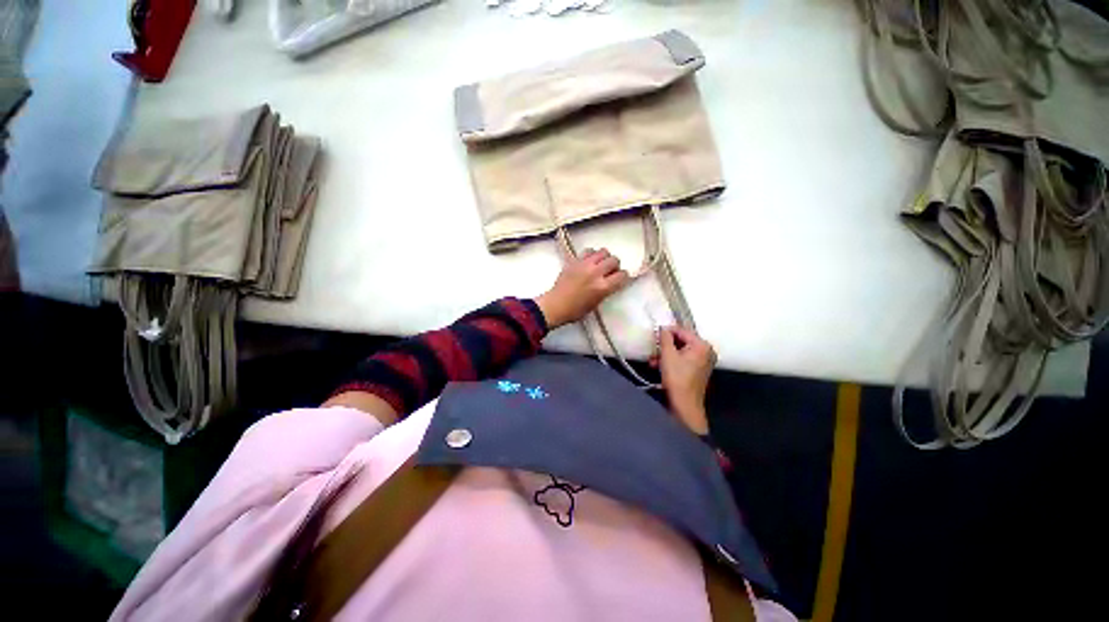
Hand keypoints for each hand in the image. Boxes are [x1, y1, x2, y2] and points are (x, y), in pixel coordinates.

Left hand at [535, 248, 629, 329]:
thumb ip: (606, 290)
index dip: (623, 277)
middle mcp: (596, 273)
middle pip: (614, 260)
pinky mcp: (575, 261)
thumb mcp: (596, 303)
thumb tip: (611, 281)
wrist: (555, 305)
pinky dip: (592, 254)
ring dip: (604, 258)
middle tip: (609, 272)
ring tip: (599, 264)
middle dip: (615, 266)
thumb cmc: (575, 310)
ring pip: (603, 251)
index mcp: (603, 287)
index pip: (622, 275)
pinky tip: (589, 261)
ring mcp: (584, 265)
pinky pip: (589, 250)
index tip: (619, 279)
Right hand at [652, 326, 715, 434]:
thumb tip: (663, 328)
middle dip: (665, 345)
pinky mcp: (698, 370)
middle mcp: (706, 350)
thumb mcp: (667, 355)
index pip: (681, 330)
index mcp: (701, 345)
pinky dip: (671, 361)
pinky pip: (683, 359)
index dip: (666, 332)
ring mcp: (703, 361)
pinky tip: (658, 366)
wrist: (685, 404)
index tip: (654, 335)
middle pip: (681, 340)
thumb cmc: (676, 378)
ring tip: (653, 360)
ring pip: (680, 351)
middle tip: (653, 349)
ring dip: (665, 354)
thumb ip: (665, 338)